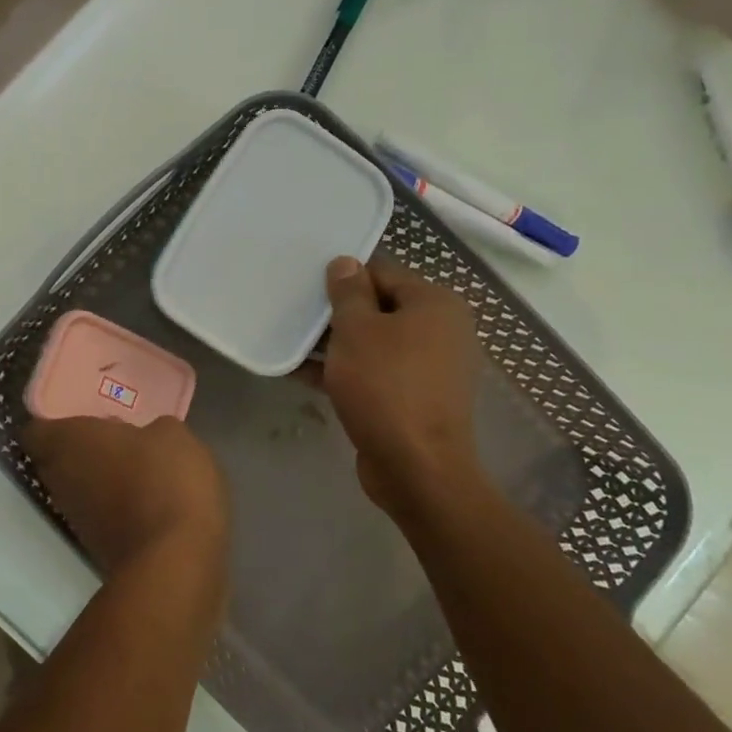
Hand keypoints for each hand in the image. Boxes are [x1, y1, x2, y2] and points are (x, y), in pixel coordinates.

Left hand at [22, 415, 228, 578]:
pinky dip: (114, 506)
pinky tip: (146, 499)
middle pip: (54, 460)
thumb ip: (150, 430)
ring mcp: (75, 518)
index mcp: (68, 442)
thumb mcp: (172, 435)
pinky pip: (98, 515)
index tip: (77, 416)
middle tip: (110, 438)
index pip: (35, 430)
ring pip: (76, 489)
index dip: (52, 422)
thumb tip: (147, 438)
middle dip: (78, 450)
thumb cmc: (164, 479)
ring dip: (97, 479)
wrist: (175, 561)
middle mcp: (60, 479)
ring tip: (133, 467)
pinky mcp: (96, 548)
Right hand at [321, 255, 484, 516]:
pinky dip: (344, 370)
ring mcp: (429, 367)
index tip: (307, 287)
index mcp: (435, 303)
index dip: (343, 277)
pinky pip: (375, 372)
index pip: (382, 272)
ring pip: (374, 342)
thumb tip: (345, 262)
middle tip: (296, 314)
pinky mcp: (414, 397)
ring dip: (335, 344)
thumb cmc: (385, 386)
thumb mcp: (356, 330)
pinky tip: (301, 373)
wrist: (416, 468)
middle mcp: (441, 330)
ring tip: (291, 343)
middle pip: (379, 307)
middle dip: (336, 313)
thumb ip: (348, 292)